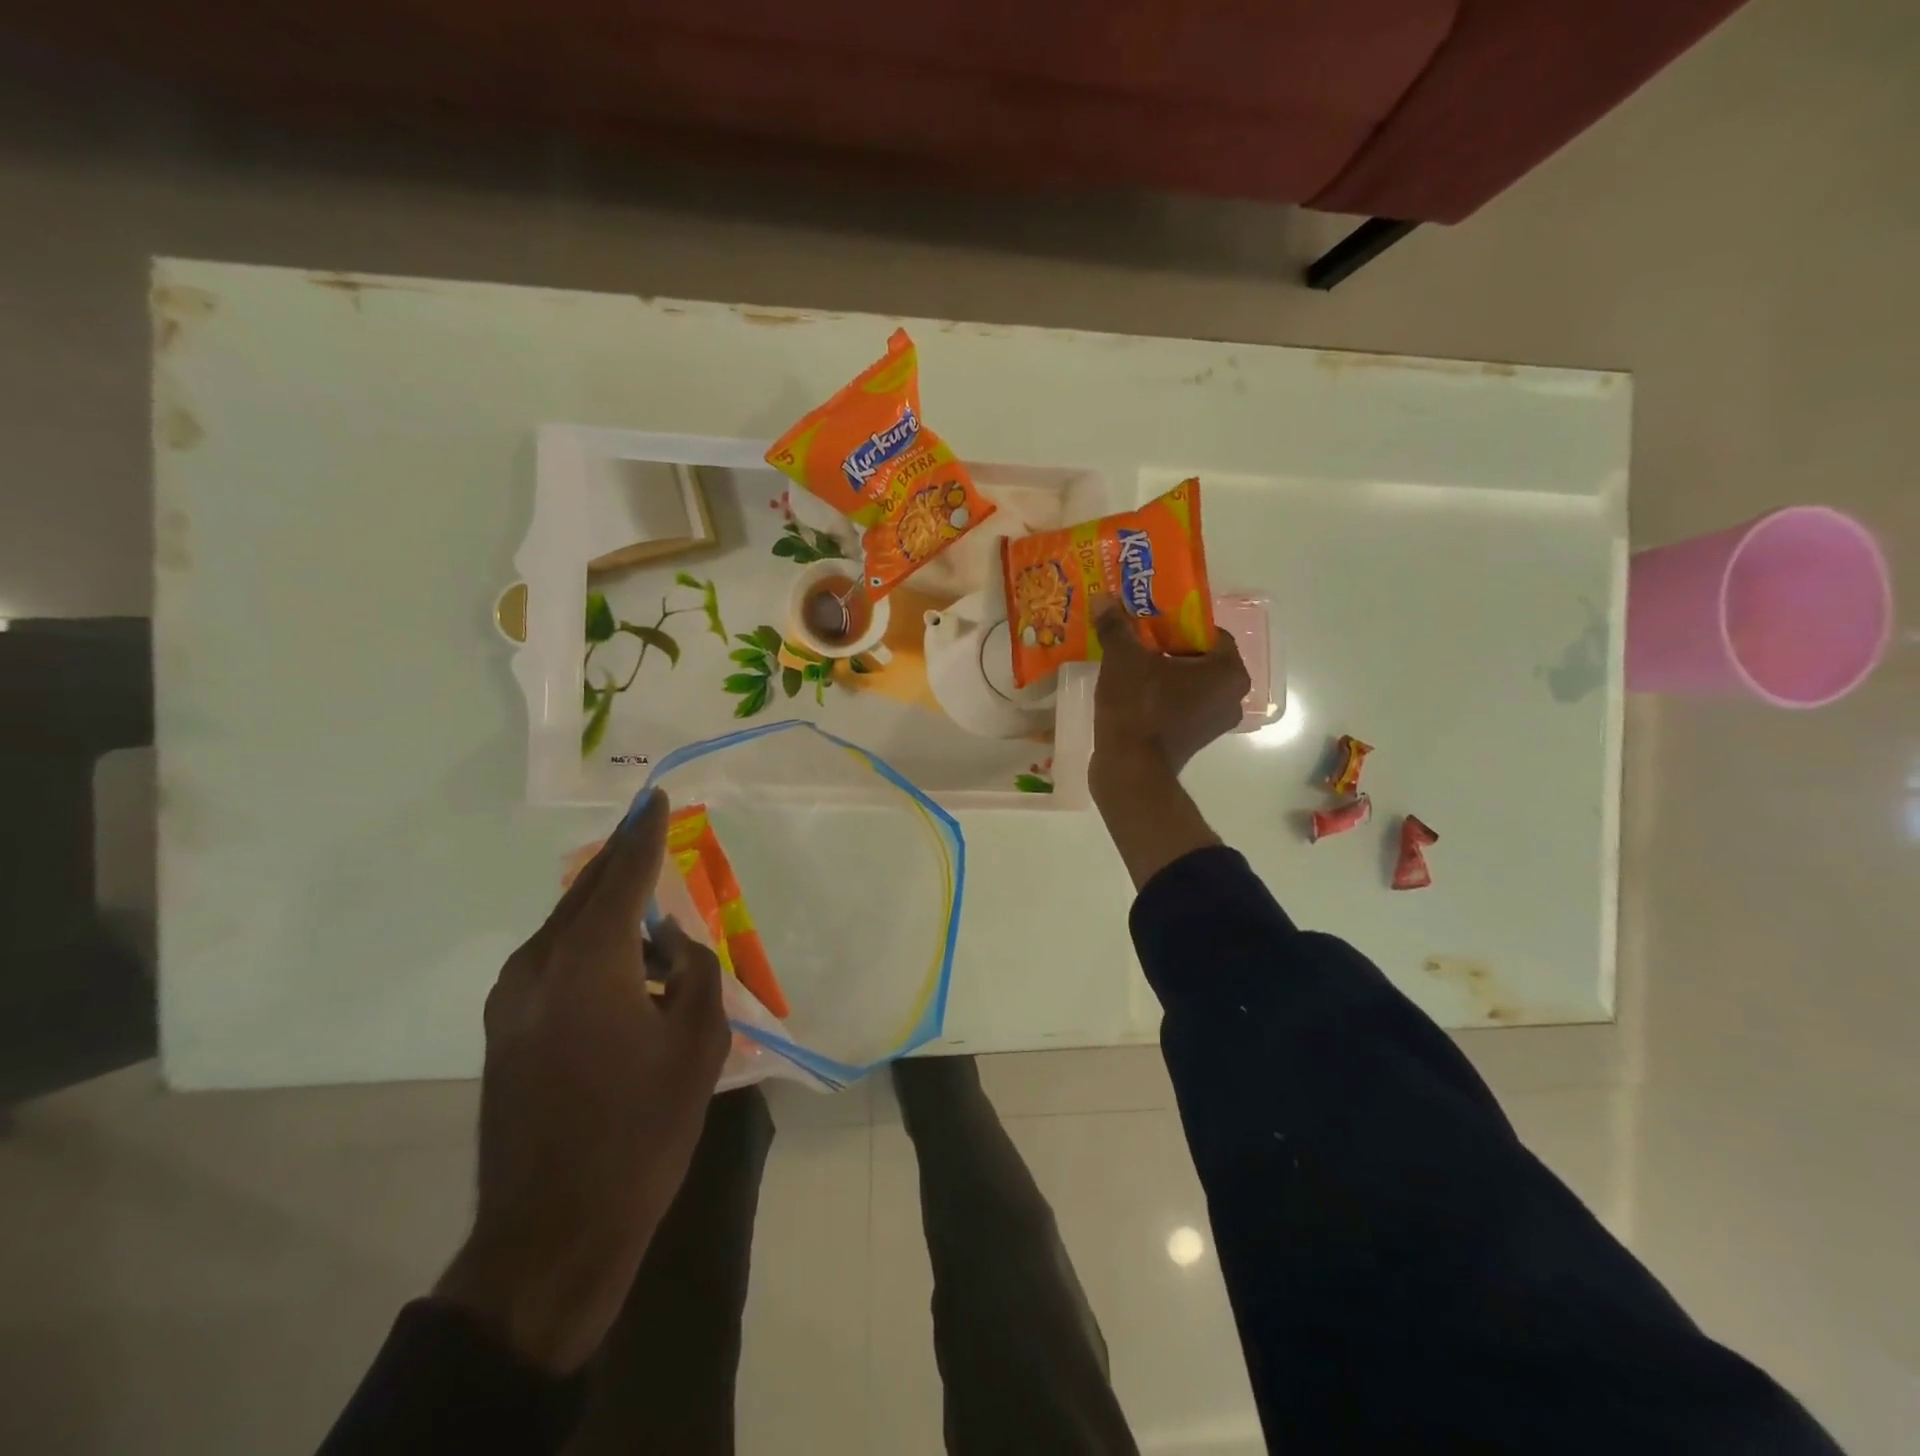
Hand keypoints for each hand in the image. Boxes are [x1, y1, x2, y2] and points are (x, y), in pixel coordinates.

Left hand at [435, 789, 729, 1372]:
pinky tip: (620, 956)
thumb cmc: (640, 1133)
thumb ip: (695, 973)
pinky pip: (553, 957)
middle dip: (621, 858)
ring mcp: (511, 1000)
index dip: (643, 833)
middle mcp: (537, 967)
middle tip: (651, 829)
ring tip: (646, 898)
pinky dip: (589, 939)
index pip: (622, 876)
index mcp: (587, 964)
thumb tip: (674, 943)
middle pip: (585, 892)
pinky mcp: (505, 1028)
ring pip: (565, 924)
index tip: (656, 796)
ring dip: (606, 903)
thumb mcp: (698, 1046)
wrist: (552, 1232)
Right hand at [1090, 598, 1249, 782]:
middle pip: (1199, 658)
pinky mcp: (1194, 740)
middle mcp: (1232, 697)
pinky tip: (1131, 692)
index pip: (1209, 632)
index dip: (1177, 622)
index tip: (1148, 622)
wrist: (1130, 770)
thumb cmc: (1138, 708)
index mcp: (1229, 671)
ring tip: (1129, 664)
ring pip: (1189, 684)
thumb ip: (1116, 627)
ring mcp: (1214, 722)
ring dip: (1163, 673)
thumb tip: (1104, 599)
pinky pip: (1180, 706)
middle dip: (1168, 647)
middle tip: (1136, 640)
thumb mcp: (1123, 659)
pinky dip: (1161, 697)